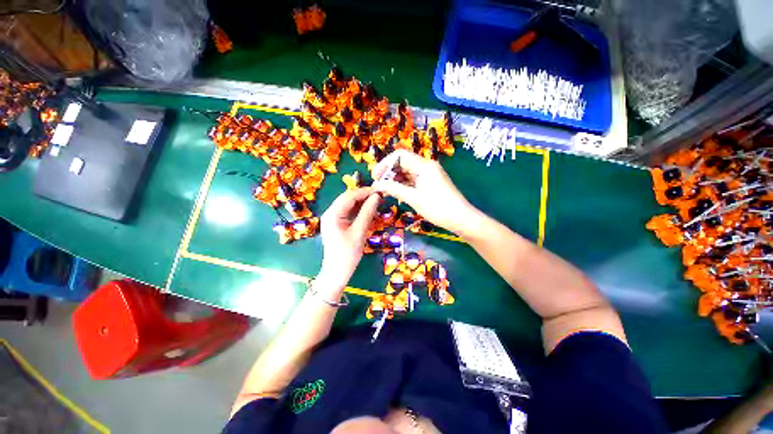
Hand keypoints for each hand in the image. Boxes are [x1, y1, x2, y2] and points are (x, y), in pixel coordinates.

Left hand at [318, 188, 379, 290]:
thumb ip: (367, 213)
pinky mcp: (336, 224)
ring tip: (377, 201)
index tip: (380, 190)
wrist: (336, 273)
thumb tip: (377, 197)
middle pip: (347, 198)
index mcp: (332, 214)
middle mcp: (330, 213)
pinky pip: (348, 212)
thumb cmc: (347, 254)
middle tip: (380, 196)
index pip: (349, 196)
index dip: (365, 191)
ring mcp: (332, 218)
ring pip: (348, 204)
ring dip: (362, 202)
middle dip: (363, 196)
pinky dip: (358, 210)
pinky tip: (368, 210)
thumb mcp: (359, 232)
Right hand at [371, 150, 479, 236]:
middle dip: (389, 172)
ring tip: (387, 191)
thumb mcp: (413, 198)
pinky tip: (398, 194)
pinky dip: (405, 185)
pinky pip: (414, 179)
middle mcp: (427, 166)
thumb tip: (376, 185)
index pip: (399, 155)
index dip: (385, 164)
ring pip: (408, 171)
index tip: (376, 176)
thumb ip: (394, 189)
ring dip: (396, 179)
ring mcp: (430, 174)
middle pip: (403, 162)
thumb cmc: (438, 208)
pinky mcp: (432, 182)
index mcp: (424, 165)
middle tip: (379, 185)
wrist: (461, 218)